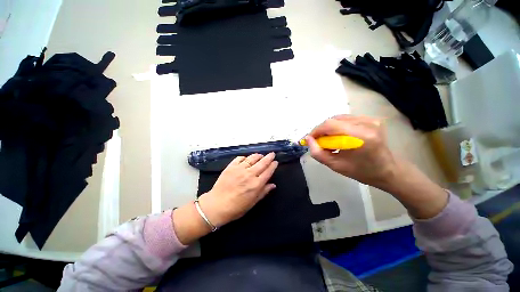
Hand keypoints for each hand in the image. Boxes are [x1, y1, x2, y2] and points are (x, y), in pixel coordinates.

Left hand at [198, 153, 277, 226]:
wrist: (217, 205)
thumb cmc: (236, 207)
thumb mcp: (252, 202)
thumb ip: (264, 192)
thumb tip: (273, 185)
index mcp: (256, 184)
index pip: (268, 172)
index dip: (273, 166)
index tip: (275, 162)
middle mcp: (250, 174)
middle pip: (262, 163)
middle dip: (268, 157)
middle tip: (272, 153)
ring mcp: (240, 169)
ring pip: (252, 158)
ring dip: (258, 156)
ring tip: (261, 155)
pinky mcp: (231, 166)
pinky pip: (240, 158)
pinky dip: (245, 157)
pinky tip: (247, 158)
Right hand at [306, 115, 447, 218]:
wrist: (387, 170)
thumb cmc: (361, 171)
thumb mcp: (335, 165)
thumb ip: (317, 153)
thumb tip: (308, 139)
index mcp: (360, 137)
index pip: (330, 125)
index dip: (316, 130)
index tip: (310, 139)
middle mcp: (366, 123)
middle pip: (333, 119)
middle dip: (322, 130)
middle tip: (319, 141)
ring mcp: (370, 119)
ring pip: (339, 118)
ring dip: (329, 128)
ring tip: (329, 140)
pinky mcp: (371, 118)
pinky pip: (347, 119)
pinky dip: (338, 126)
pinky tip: (339, 136)